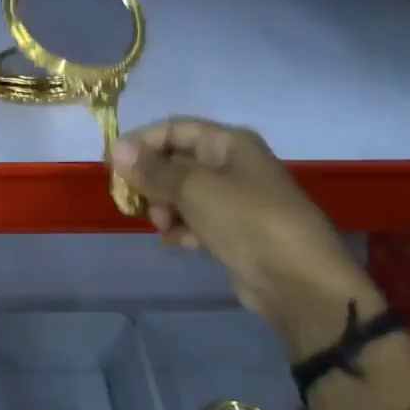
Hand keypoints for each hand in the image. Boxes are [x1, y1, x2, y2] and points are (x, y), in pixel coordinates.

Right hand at [109, 119, 382, 351]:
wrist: (297, 280)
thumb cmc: (247, 221)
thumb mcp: (195, 189)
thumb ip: (153, 170)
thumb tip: (117, 148)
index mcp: (229, 143)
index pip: (174, 129)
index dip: (140, 143)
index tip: (111, 166)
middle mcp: (231, 165)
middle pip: (176, 161)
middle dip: (152, 180)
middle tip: (135, 201)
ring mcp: (233, 200)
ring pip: (182, 194)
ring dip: (165, 207)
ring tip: (163, 225)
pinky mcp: (233, 231)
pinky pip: (195, 221)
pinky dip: (182, 229)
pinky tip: (178, 243)